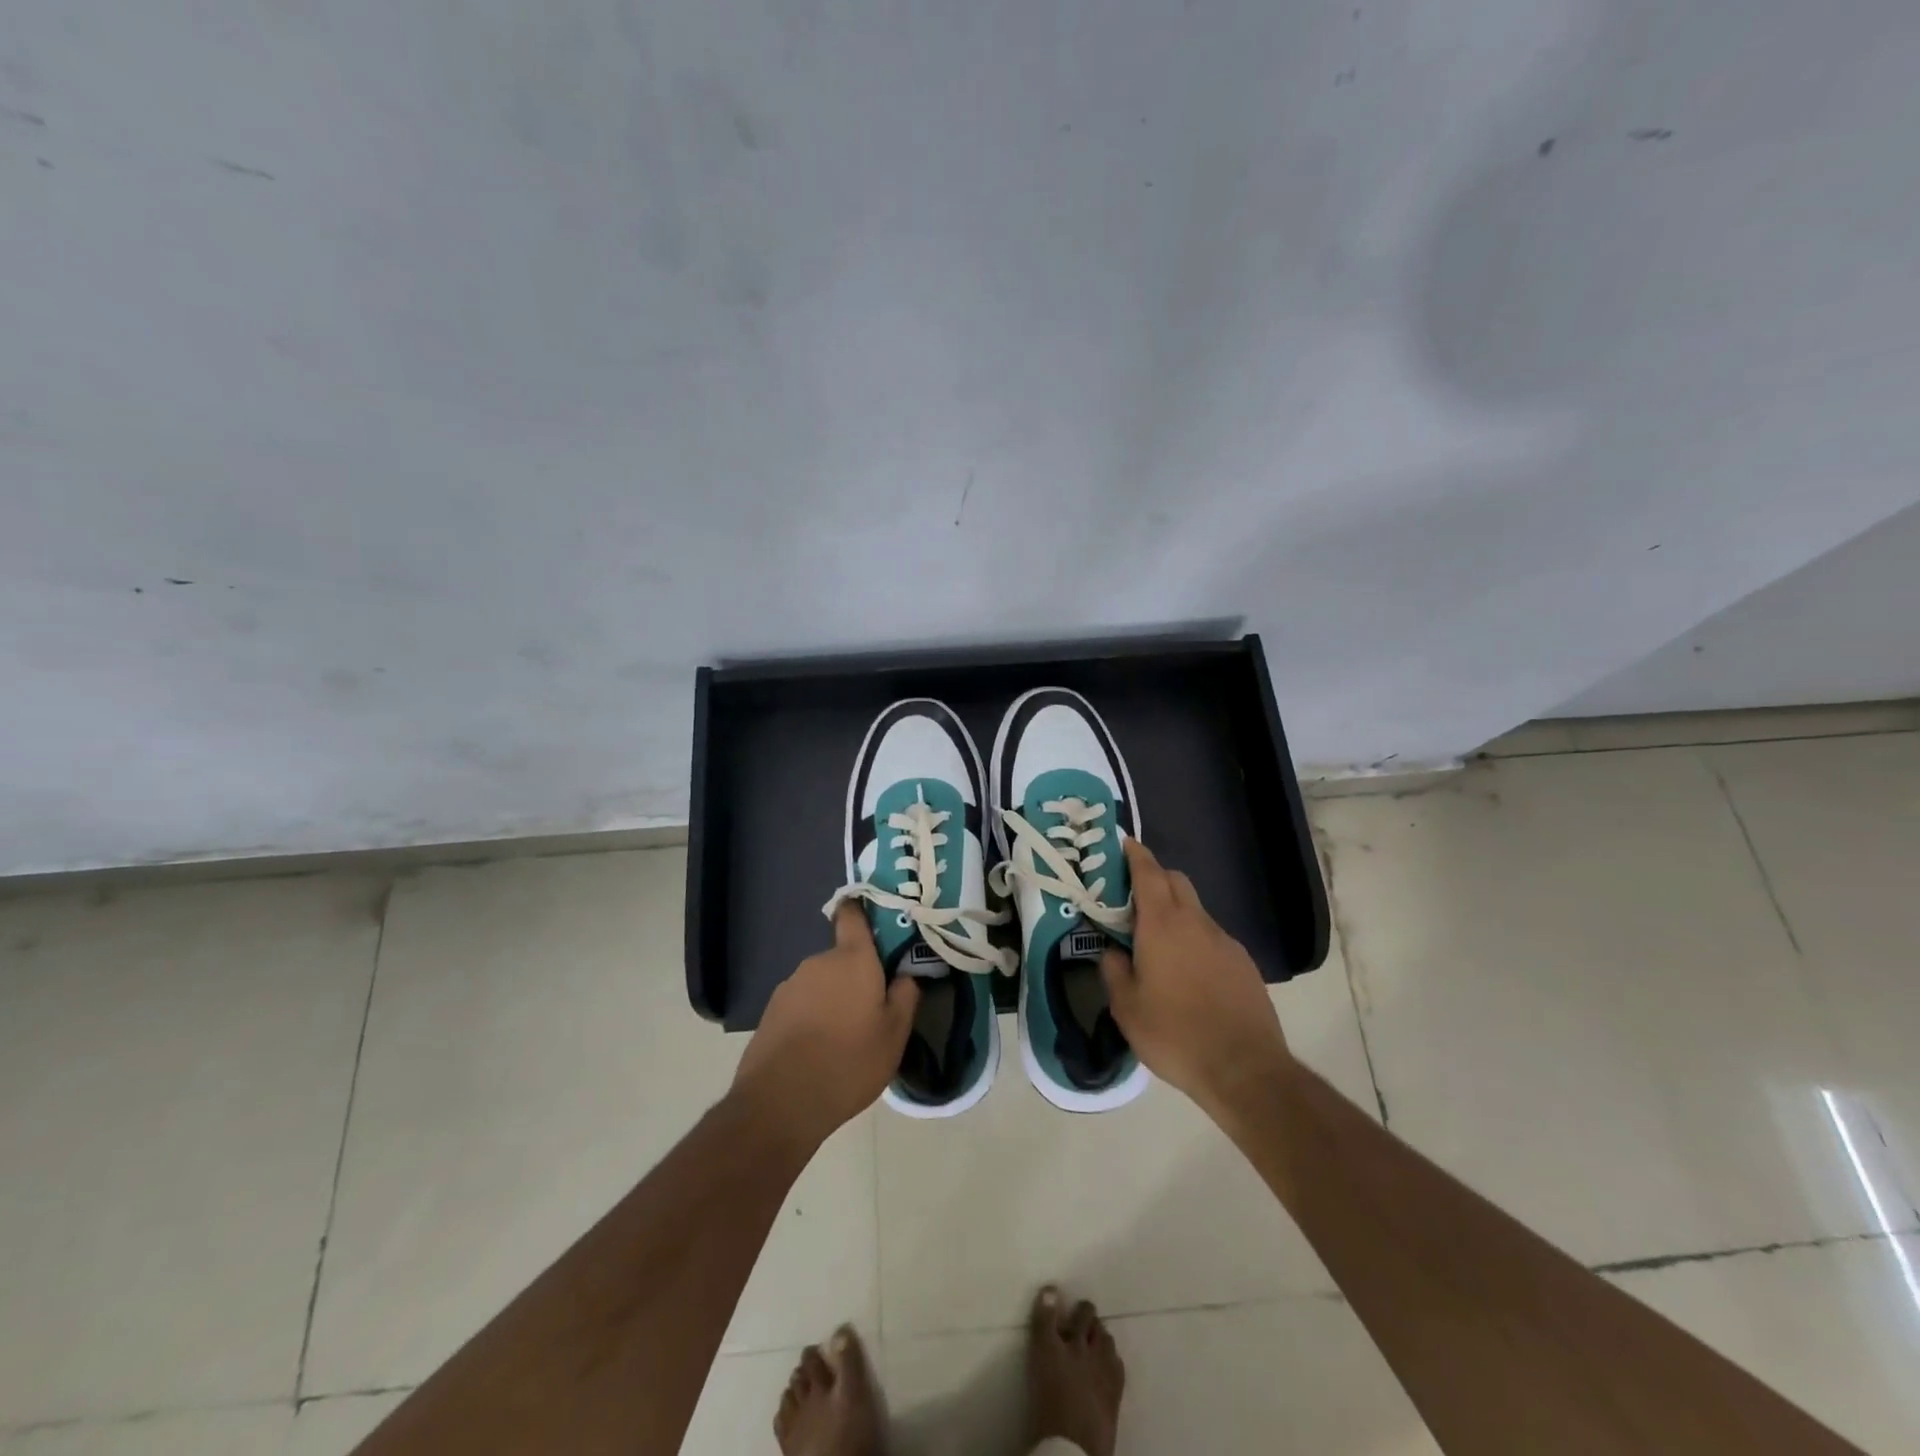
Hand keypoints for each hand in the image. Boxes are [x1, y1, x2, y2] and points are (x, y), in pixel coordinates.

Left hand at [733, 903, 919, 1148]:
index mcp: (852, 958)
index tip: (878, 922)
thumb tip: (907, 974)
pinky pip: (802, 1004)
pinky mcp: (771, 1011)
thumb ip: (906, 996)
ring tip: (845, 1038)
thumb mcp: (894, 1035)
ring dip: (834, 999)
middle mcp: (818, 962)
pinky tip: (819, 1050)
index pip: (853, 914)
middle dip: (857, 976)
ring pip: (822, 983)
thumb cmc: (848, 1062)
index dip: (863, 911)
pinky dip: (813, 1018)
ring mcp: (790, 986)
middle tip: (873, 1009)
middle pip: (843, 958)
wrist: (780, 1102)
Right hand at [1100, 838, 1294, 1117]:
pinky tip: (1188, 973)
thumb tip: (1112, 951)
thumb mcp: (1127, 1007)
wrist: (1244, 1069)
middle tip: (1131, 898)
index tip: (1123, 844)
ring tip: (1157, 943)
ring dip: (1175, 912)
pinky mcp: (1243, 963)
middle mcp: (1196, 922)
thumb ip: (1114, 970)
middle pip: (1176, 881)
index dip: (1135, 854)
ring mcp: (1225, 941)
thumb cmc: (1175, 1034)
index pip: (1148, 872)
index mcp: (1162, 925)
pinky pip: (1212, 937)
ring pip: (1195, 910)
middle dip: (1154, 878)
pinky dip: (1195, 939)